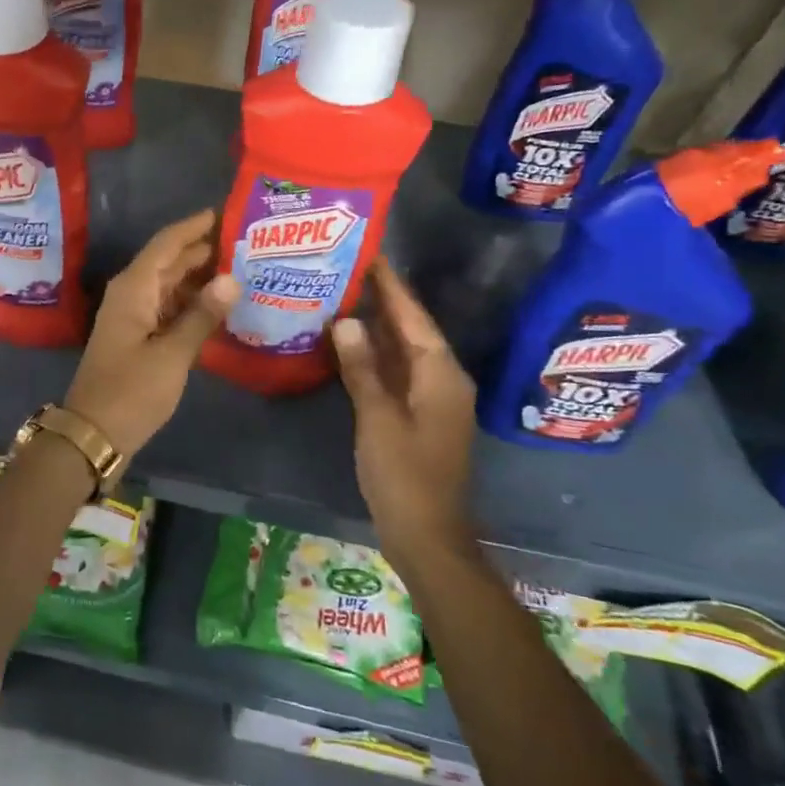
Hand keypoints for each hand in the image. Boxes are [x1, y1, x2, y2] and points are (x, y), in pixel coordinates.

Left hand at [64, 209, 238, 456]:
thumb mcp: (172, 354)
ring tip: (239, 270)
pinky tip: (217, 306)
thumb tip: (232, 279)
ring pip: (169, 285)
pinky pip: (167, 307)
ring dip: (198, 277)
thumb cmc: (131, 391)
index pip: (166, 244)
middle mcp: (130, 294)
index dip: (193, 227)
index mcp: (134, 288)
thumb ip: (202, 316)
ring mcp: (132, 316)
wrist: (94, 433)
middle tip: (243, 242)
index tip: (223, 212)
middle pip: (168, 262)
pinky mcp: (137, 337)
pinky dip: (190, 303)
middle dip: (201, 250)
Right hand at [331, 257, 477, 555]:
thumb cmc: (404, 475)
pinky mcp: (418, 414)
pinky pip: (397, 371)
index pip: (413, 316)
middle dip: (382, 299)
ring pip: (403, 350)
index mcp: (440, 373)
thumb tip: (346, 319)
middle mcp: (442, 378)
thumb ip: (362, 367)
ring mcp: (432, 398)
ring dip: (377, 325)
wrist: (427, 534)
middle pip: (410, 328)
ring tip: (341, 294)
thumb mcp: (377, 418)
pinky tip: (348, 343)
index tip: (369, 251)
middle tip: (345, 268)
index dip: (391, 284)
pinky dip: (375, 354)